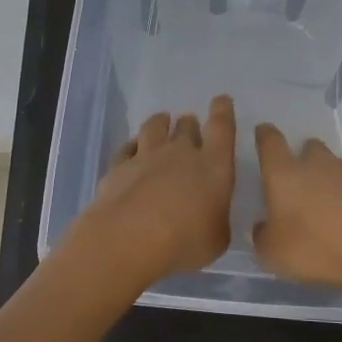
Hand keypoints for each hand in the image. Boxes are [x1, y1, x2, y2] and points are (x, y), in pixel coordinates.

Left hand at [73, 97, 237, 284]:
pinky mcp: (118, 167)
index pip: (222, 128)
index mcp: (214, 166)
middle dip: (189, 123)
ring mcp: (146, 156)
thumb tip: (212, 217)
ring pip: (154, 128)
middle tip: (189, 124)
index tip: (221, 100)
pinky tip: (131, 148)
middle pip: (186, 127)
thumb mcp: (217, 239)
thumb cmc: (185, 241)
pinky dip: (132, 146)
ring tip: (161, 121)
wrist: (129, 238)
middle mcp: (180, 153)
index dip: (222, 111)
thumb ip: (216, 221)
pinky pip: (126, 148)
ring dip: (160, 123)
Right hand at [252, 124, 341, 292]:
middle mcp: (316, 168)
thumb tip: (262, 228)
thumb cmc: (313, 246)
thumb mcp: (273, 253)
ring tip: (319, 198)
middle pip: (310, 148)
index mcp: (284, 174)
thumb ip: (263, 238)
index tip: (262, 132)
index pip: (271, 143)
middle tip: (296, 171)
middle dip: (302, 154)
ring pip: (333, 167)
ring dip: (326, 175)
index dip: (265, 136)